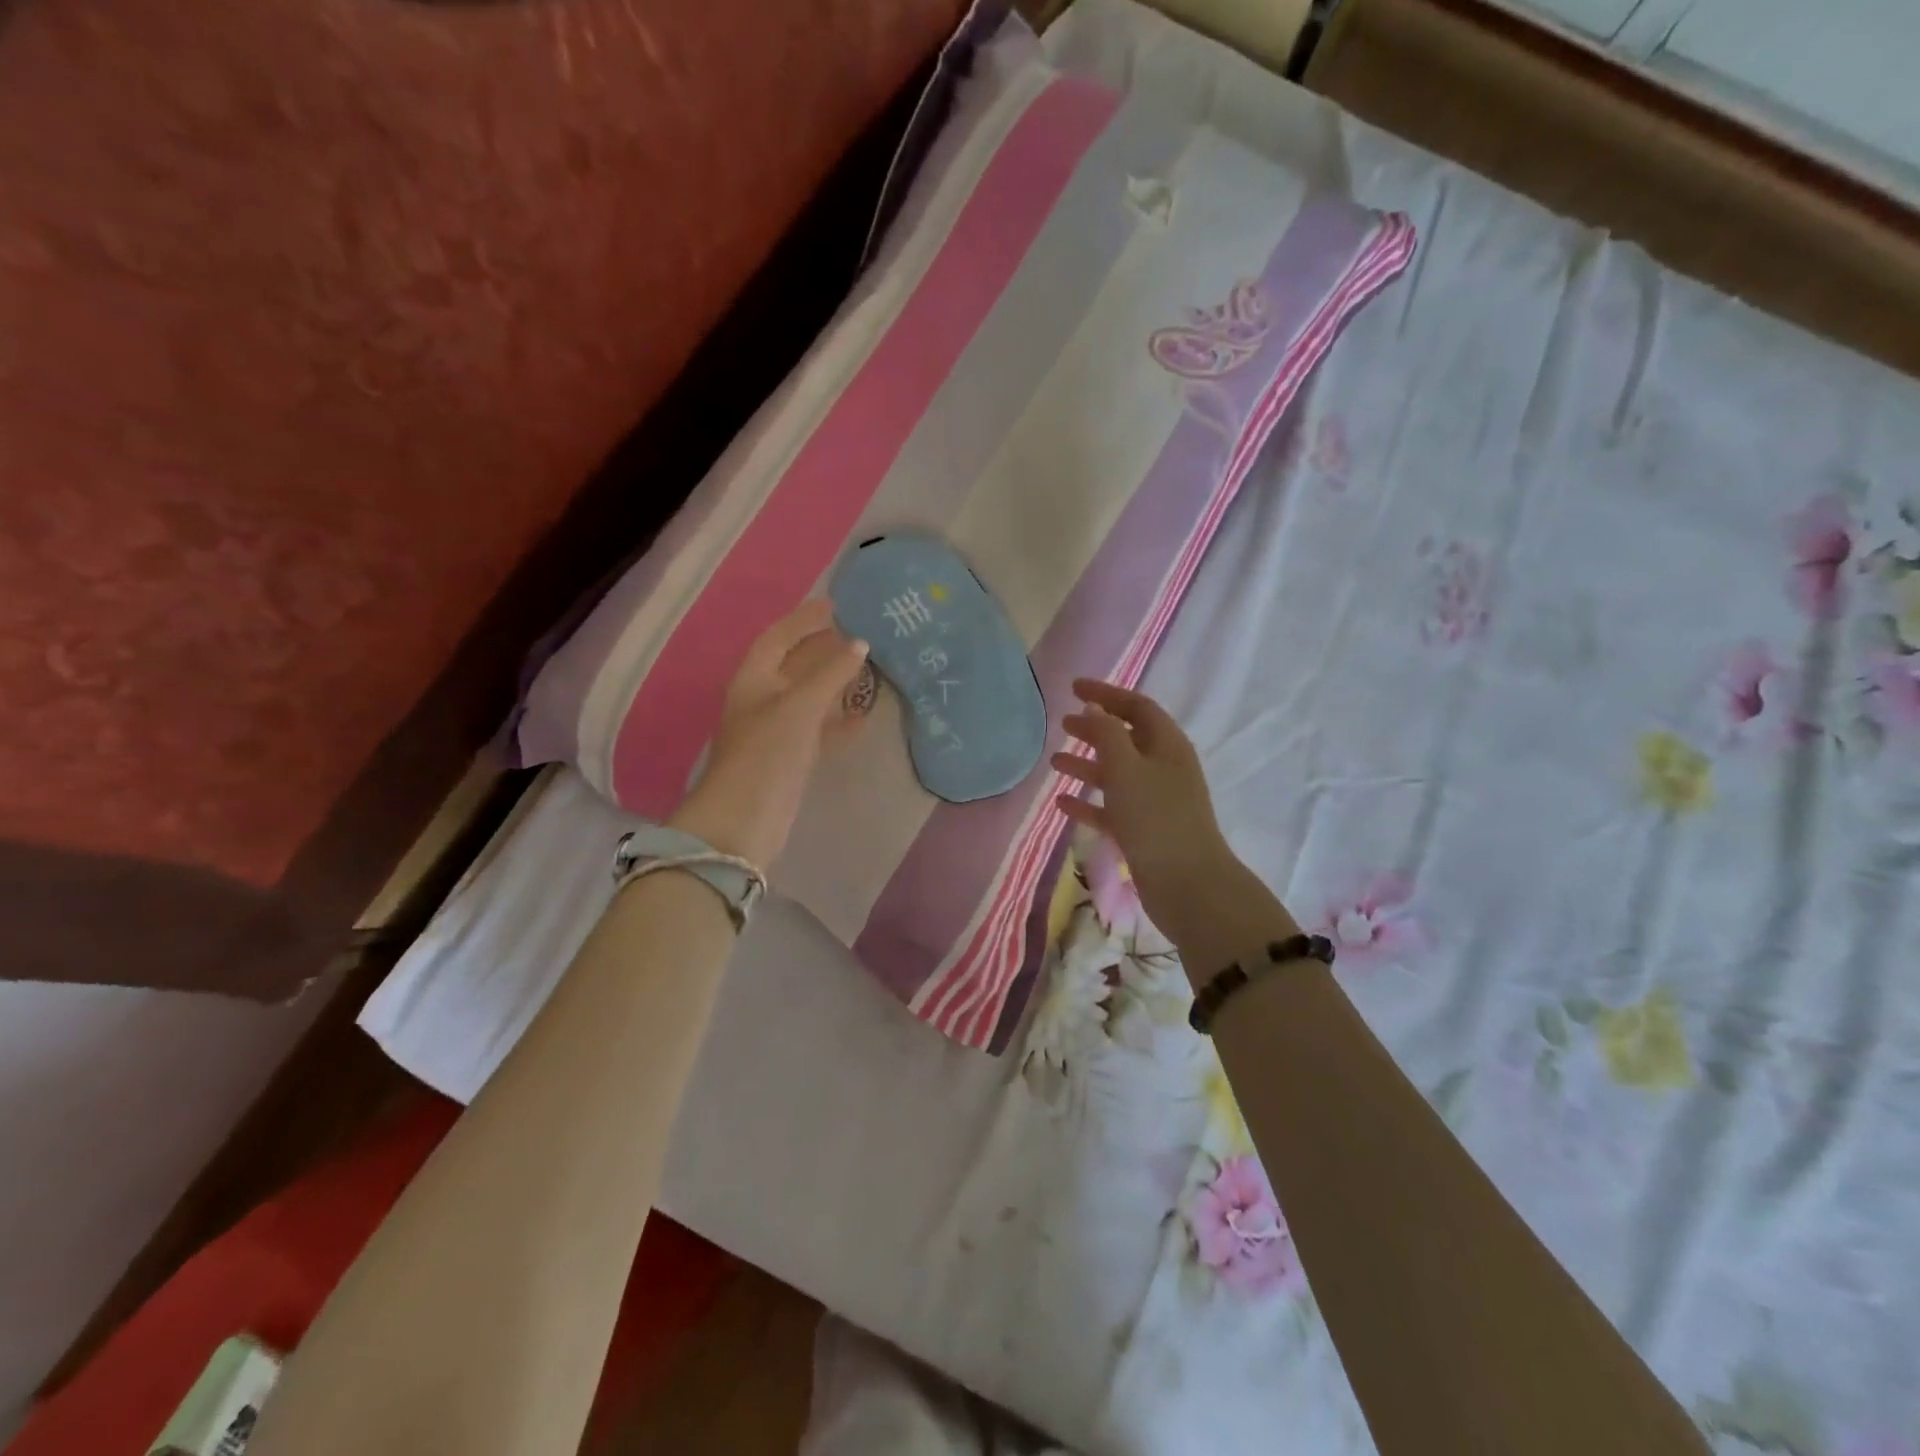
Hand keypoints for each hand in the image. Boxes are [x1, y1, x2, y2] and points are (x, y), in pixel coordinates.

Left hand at [668, 599, 869, 865]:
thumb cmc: (768, 751)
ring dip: (834, 684)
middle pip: (795, 665)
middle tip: (858, 634)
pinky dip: (838, 721)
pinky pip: (818, 728)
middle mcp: (763, 699)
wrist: (746, 817)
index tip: (834, 604)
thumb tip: (860, 643)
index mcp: (754, 679)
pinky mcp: (791, 757)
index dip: (804, 619)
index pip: (779, 636)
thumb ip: (832, 673)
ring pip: (809, 697)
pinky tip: (862, 718)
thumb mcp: (800, 705)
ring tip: (867, 670)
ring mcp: (776, 730)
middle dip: (822, 649)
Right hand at [1052, 680, 1282, 953]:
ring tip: (1055, 761)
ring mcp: (1155, 802)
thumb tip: (1094, 709)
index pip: (1136, 706)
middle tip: (1063, 723)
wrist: (1187, 885)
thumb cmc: (1155, 817)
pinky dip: (1088, 803)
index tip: (1073, 688)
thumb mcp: (1126, 768)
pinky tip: (1062, 802)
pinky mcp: (1144, 832)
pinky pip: (1111, 809)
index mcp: (1167, 746)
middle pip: (1126, 738)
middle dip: (1095, 728)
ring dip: (1087, 765)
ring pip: (1116, 774)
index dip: (1106, 694)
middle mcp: (1164, 768)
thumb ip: (1107, 734)